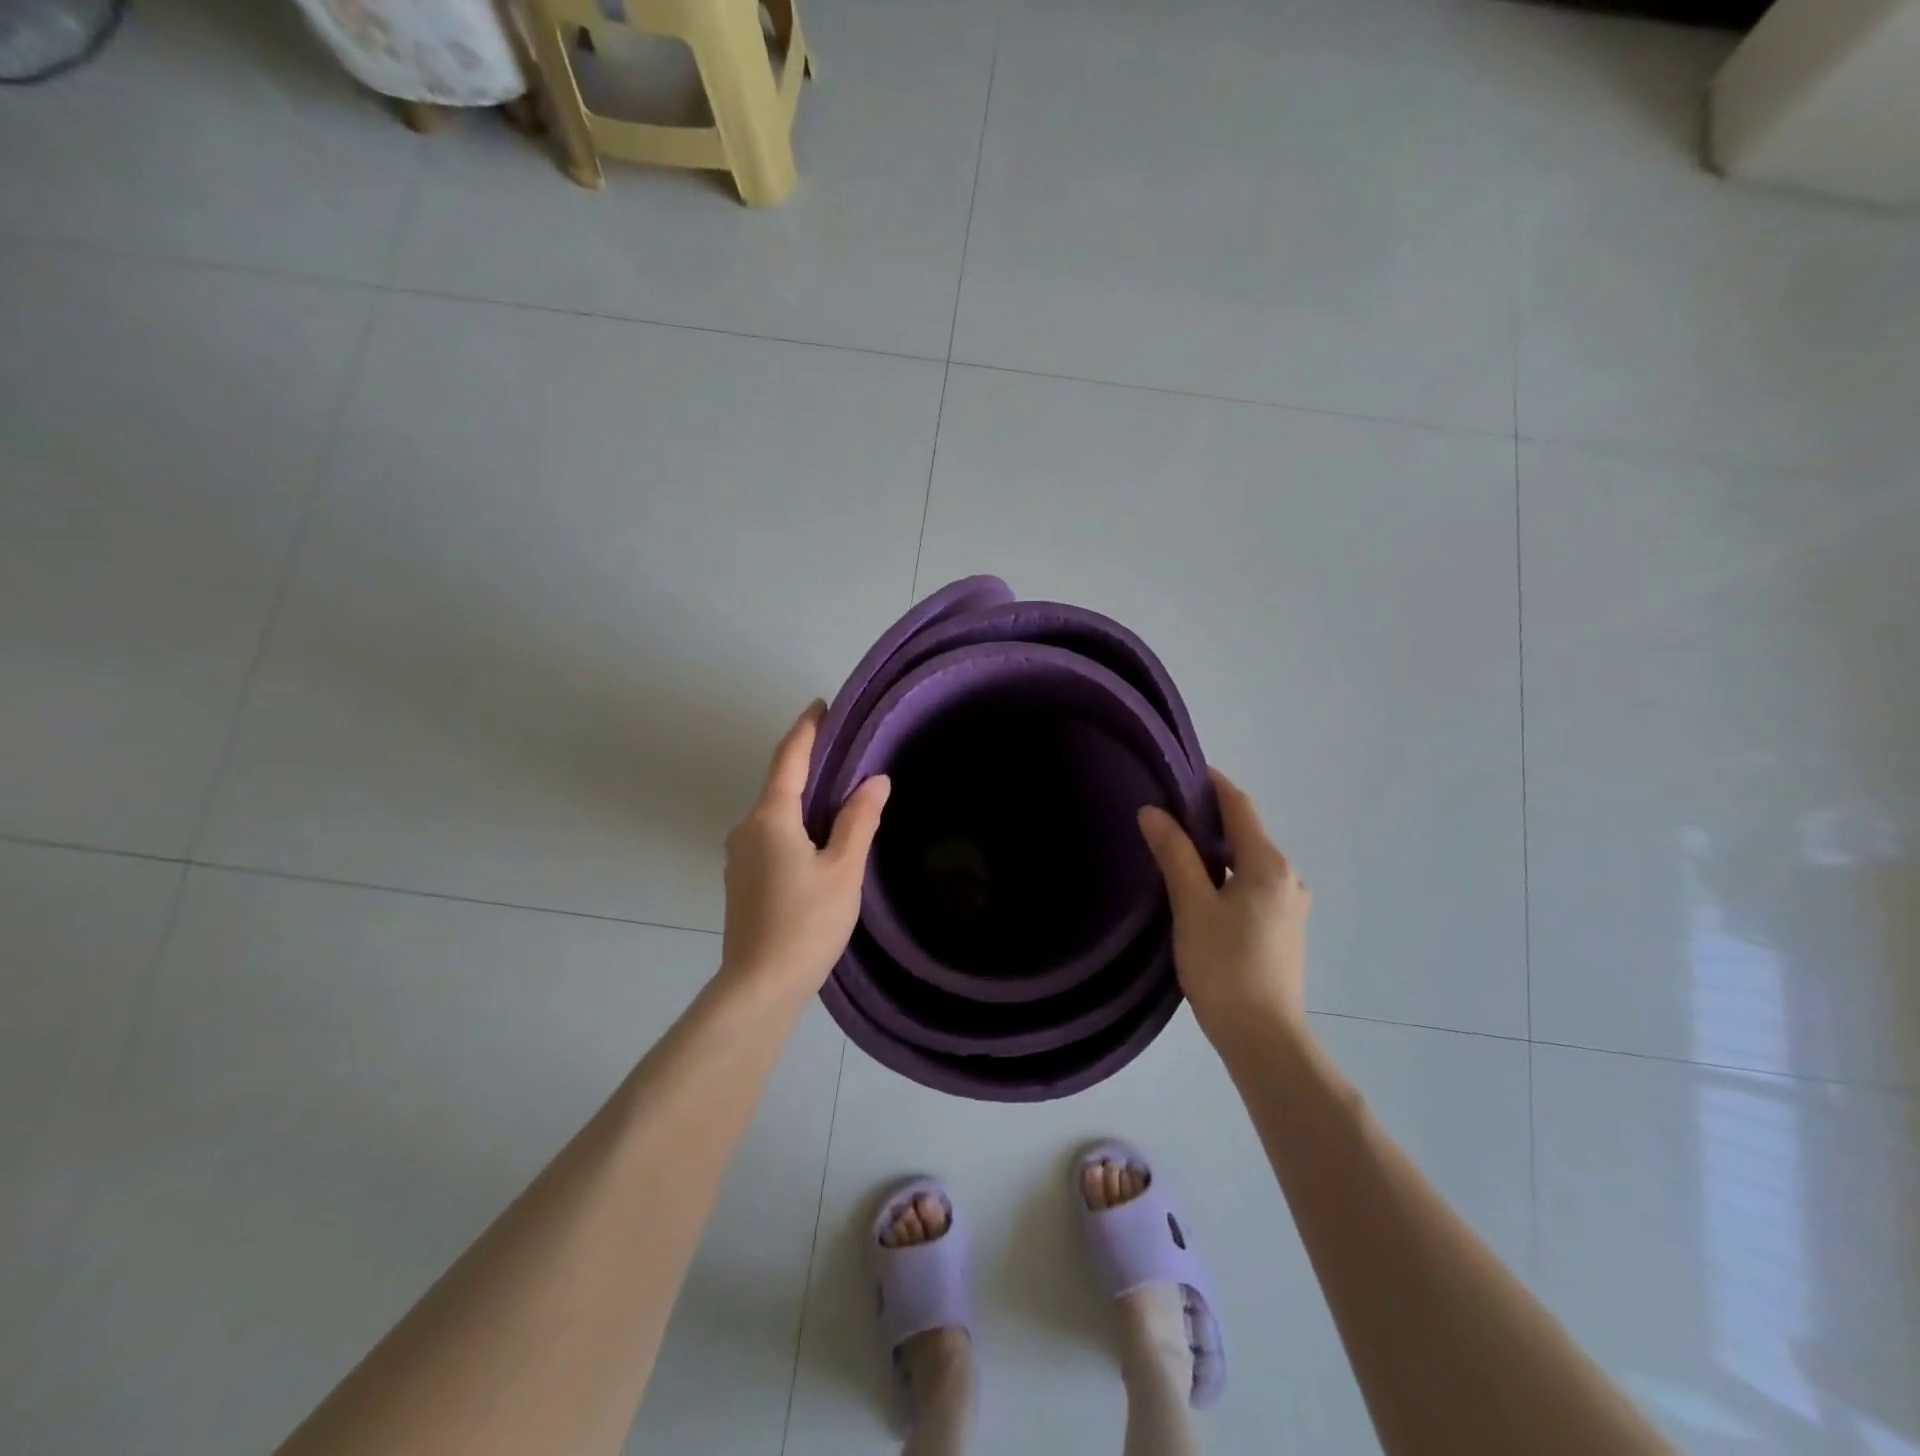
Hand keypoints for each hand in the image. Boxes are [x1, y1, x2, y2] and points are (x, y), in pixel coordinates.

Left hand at [720, 701, 889, 997]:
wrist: (759, 986)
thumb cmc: (806, 923)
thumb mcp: (844, 870)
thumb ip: (859, 820)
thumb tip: (875, 780)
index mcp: (771, 817)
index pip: (789, 758)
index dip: (806, 729)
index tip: (822, 705)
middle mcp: (746, 828)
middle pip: (780, 785)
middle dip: (809, 765)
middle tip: (845, 753)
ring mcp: (738, 855)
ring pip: (775, 814)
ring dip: (803, 800)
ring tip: (839, 798)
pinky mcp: (740, 879)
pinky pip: (770, 837)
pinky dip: (793, 826)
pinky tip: (817, 841)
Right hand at [1137, 768, 1312, 1045]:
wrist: (1263, 1038)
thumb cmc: (1225, 965)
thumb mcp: (1192, 906)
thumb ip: (1174, 854)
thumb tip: (1153, 811)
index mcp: (1269, 866)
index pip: (1241, 808)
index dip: (1214, 784)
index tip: (1185, 769)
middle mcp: (1289, 880)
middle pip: (1247, 835)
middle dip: (1211, 819)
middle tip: (1169, 812)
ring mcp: (1291, 908)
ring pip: (1250, 865)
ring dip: (1219, 852)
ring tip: (1179, 851)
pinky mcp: (1285, 933)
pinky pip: (1254, 888)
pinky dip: (1229, 877)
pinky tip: (1202, 892)